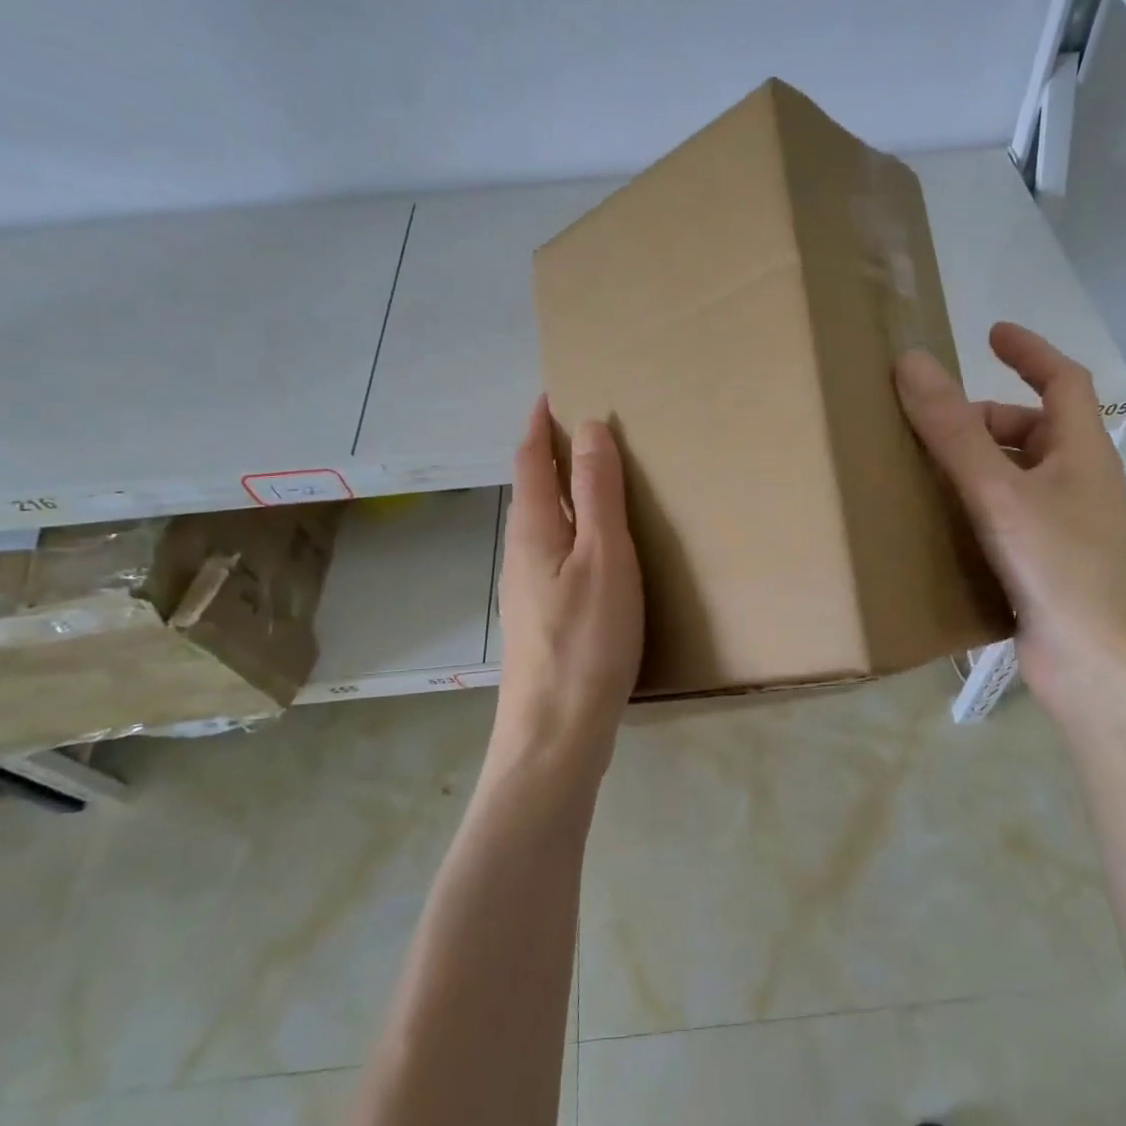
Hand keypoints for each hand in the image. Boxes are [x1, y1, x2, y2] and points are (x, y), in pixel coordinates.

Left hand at [492, 397, 643, 780]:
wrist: (555, 734)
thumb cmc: (587, 641)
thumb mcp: (605, 558)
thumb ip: (597, 493)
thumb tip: (588, 426)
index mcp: (534, 529)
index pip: (529, 458)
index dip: (539, 422)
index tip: (554, 391)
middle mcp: (521, 553)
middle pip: (532, 489)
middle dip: (550, 452)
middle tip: (587, 428)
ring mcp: (527, 589)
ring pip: (543, 524)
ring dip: (562, 492)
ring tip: (597, 479)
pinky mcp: (541, 618)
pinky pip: (555, 554)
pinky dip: (572, 530)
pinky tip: (597, 549)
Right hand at [895, 323, 1125, 701]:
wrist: (1102, 670)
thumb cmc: (1062, 568)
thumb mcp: (1001, 492)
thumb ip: (954, 431)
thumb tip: (912, 362)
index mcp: (1081, 453)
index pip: (1063, 381)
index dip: (1030, 352)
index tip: (990, 333)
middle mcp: (1076, 486)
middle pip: (1031, 433)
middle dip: (983, 420)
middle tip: (929, 424)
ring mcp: (1062, 531)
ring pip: (1014, 481)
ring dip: (972, 469)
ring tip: (918, 472)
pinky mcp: (1042, 571)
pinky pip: (1001, 523)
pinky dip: (970, 514)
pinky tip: (933, 529)